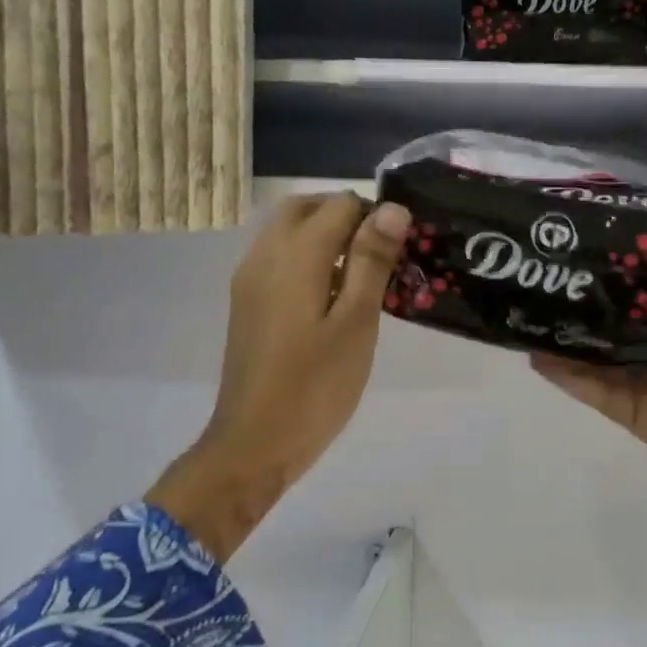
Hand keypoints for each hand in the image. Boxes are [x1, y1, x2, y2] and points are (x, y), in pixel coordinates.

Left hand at [149, 194, 410, 558]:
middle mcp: (264, 255)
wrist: (255, 442)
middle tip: (382, 257)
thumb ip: (372, 261)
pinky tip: (331, 299)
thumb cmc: (316, 386)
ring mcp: (249, 279)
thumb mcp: (357, 323)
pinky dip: (307, 258)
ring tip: (362, 278)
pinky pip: (278, 258)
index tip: (400, 251)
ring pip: (288, 231)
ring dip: (326, 236)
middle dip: (346, 217)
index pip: (339, 204)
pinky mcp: (247, 303)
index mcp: (295, 256)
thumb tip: (392, 209)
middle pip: (306, 208)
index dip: (375, 217)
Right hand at [532, 171, 646, 524]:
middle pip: (609, 314)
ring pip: (591, 352)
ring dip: (562, 334)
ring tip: (524, 305)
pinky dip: (562, 374)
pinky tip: (533, 352)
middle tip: (539, 264)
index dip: (612, 255)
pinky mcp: (628, 408)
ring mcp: (639, 376)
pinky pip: (590, 388)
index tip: (578, 228)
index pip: (639, 277)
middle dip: (577, 294)